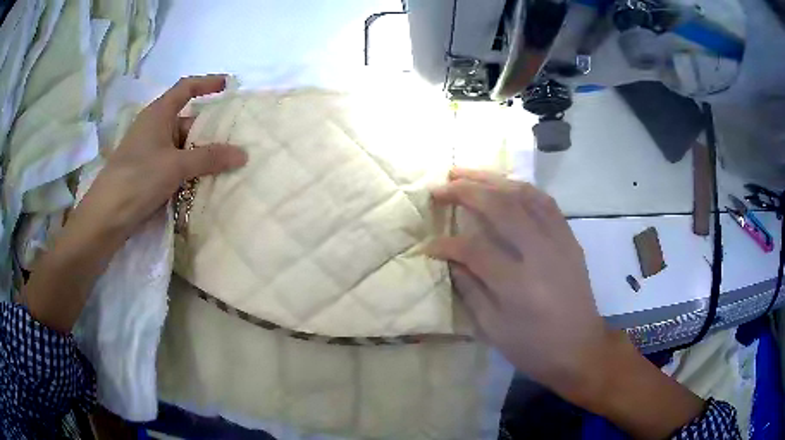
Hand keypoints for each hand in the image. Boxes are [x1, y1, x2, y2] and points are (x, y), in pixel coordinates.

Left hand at [78, 74, 247, 236]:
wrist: (106, 216)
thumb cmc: (138, 178)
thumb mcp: (175, 165)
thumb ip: (209, 158)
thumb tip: (243, 153)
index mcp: (158, 114)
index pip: (185, 88)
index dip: (207, 83)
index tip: (228, 85)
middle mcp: (154, 128)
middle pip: (187, 120)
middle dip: (210, 129)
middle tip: (235, 139)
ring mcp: (150, 152)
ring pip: (182, 146)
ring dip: (201, 154)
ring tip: (226, 164)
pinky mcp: (148, 173)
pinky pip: (174, 164)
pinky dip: (189, 170)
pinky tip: (204, 182)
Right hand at [426, 168, 609, 399]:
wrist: (581, 349)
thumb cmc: (533, 348)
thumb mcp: (493, 329)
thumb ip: (470, 289)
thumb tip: (450, 259)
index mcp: (518, 286)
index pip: (474, 249)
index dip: (446, 244)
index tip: (427, 245)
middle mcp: (541, 254)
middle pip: (501, 207)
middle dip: (465, 191)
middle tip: (440, 187)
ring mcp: (560, 241)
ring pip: (525, 194)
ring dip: (492, 179)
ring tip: (465, 174)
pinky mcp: (570, 238)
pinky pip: (546, 202)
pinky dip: (521, 187)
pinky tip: (504, 184)